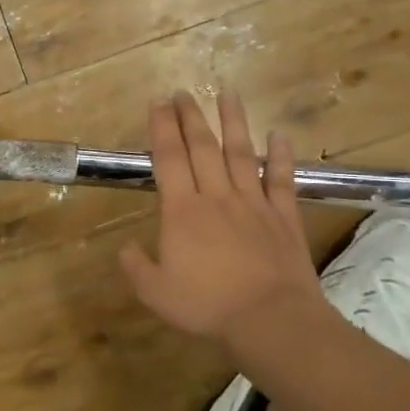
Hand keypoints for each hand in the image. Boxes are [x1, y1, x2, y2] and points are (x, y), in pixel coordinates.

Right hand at [120, 91, 328, 351]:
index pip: (169, 159)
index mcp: (182, 211)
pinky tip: (279, 134)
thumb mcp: (155, 292)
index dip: (161, 128)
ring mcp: (253, 203)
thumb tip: (126, 247)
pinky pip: (281, 179)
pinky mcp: (284, 216)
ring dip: (233, 122)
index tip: (158, 103)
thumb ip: (136, 267)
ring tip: (228, 93)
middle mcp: (216, 197)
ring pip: (241, 153)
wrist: (271, 319)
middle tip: (183, 91)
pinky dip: (280, 155)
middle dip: (190, 116)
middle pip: (203, 147)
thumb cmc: (207, 305)